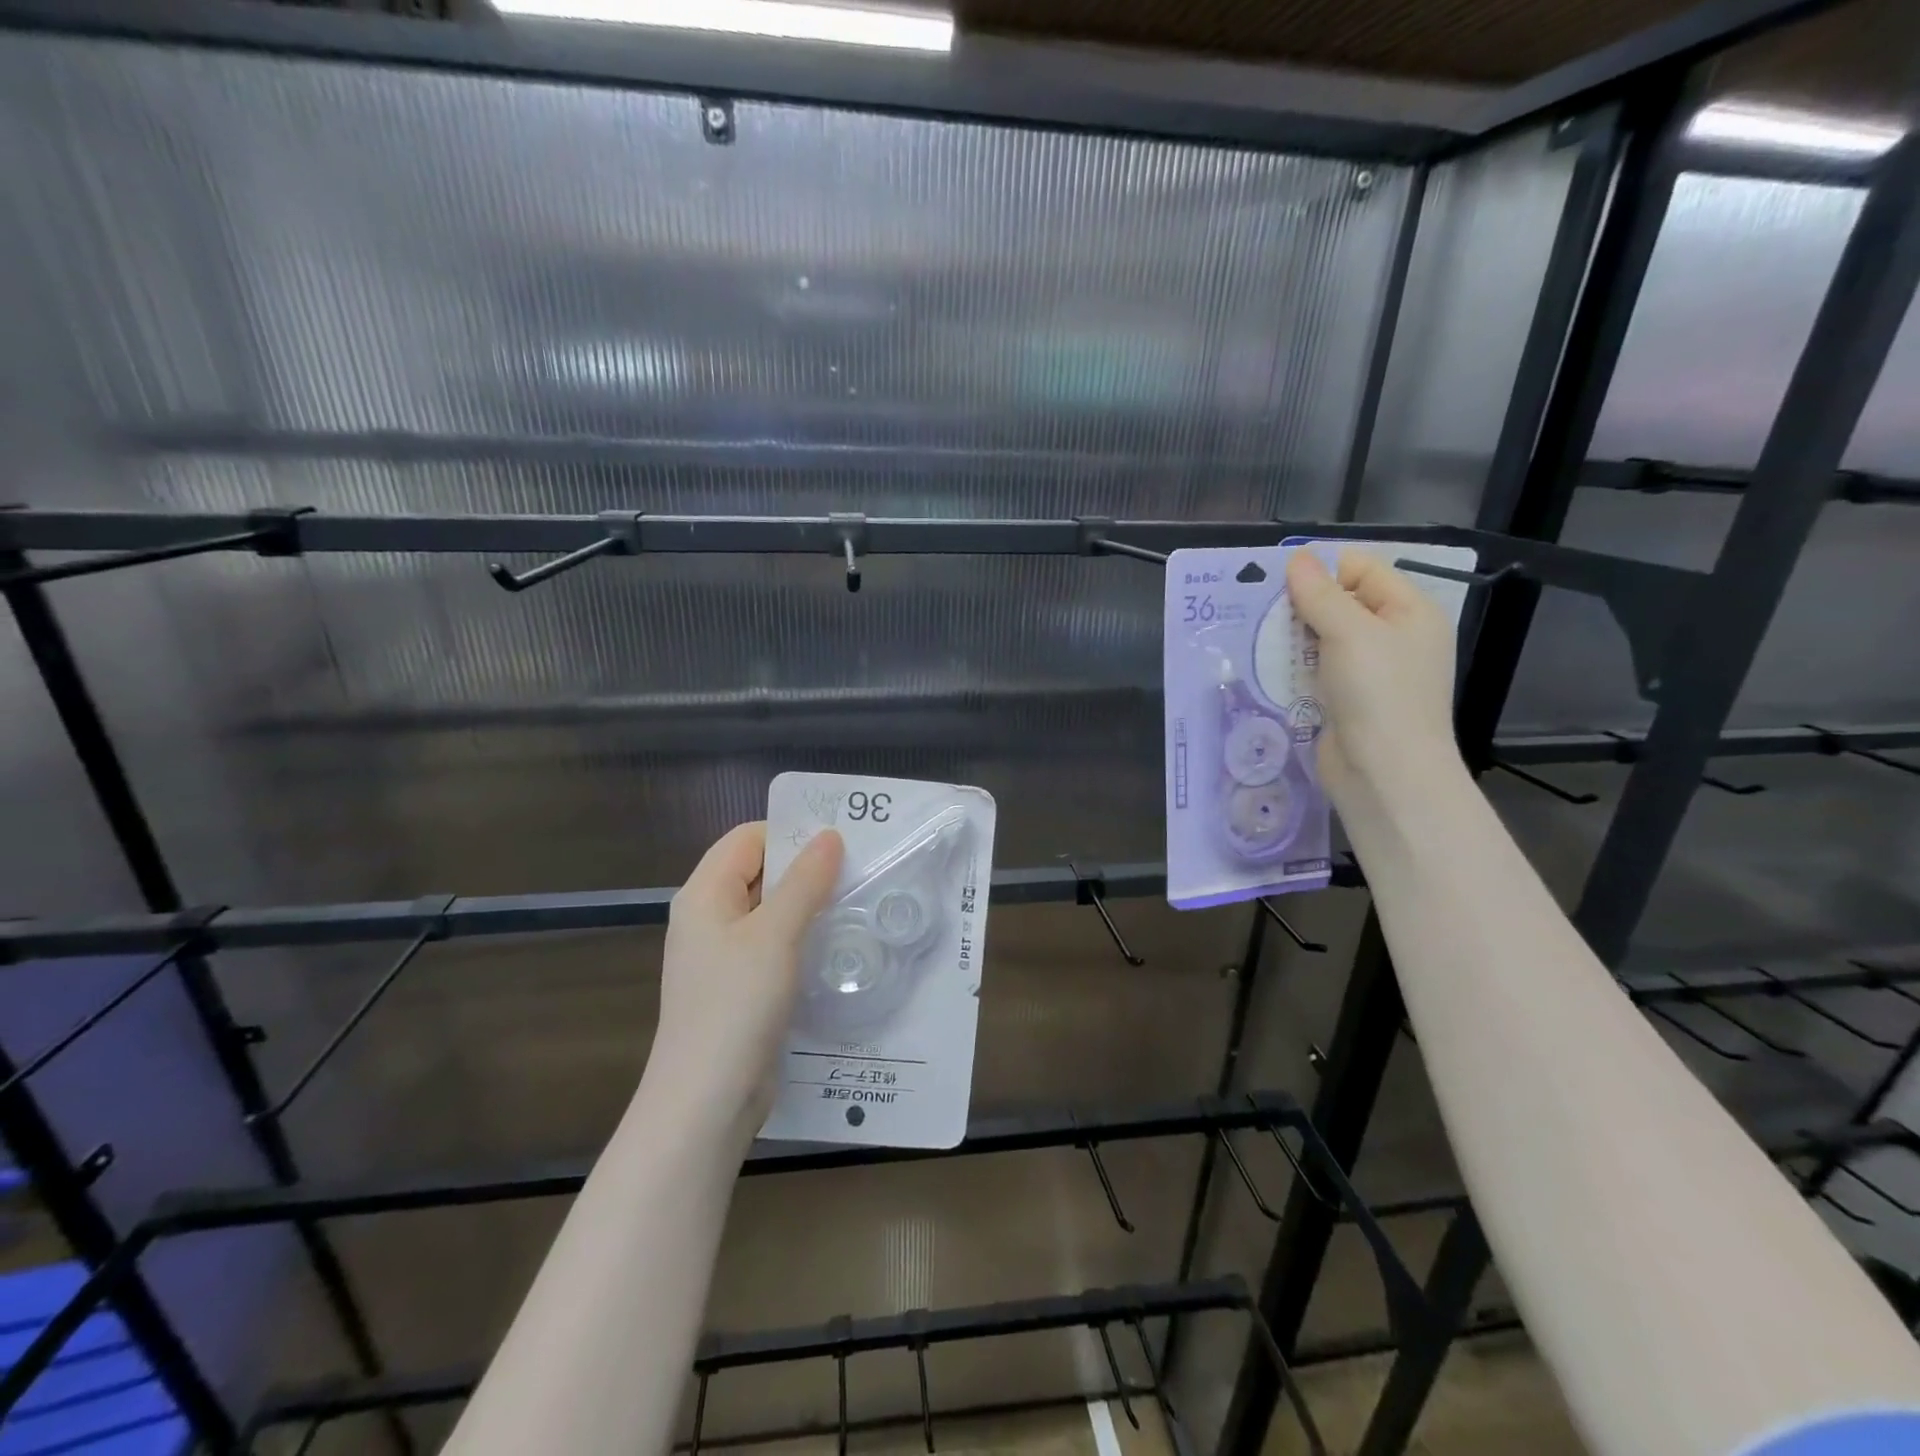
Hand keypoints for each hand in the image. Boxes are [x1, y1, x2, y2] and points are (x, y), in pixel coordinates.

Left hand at [644, 822, 844, 1141]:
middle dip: (806, 867)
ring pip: (770, 911)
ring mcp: (722, 955)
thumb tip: (829, 836)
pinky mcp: (739, 987)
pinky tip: (837, 944)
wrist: (706, 1101)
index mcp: (705, 894)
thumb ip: (804, 881)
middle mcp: (709, 917)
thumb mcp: (775, 934)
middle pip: (759, 872)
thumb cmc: (736, 1005)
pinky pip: (773, 946)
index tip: (841, 839)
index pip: (748, 838)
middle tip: (860, 867)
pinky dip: (802, 938)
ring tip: (858, 901)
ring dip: (809, 904)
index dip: (791, 832)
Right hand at [1285, 548, 1462, 814]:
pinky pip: (1315, 671)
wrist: (1384, 772)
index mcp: (1410, 612)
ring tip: (1257, 639)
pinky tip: (1267, 668)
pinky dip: (1293, 667)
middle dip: (1302, 605)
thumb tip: (1297, 558)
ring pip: (1323, 638)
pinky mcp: (1346, 701)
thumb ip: (1321, 594)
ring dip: (1292, 637)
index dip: (1323, 570)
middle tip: (1259, 610)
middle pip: (1341, 603)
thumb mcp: (1350, 633)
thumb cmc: (1379, 693)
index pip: (1363, 569)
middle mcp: (1394, 637)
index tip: (1279, 583)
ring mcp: (1370, 672)